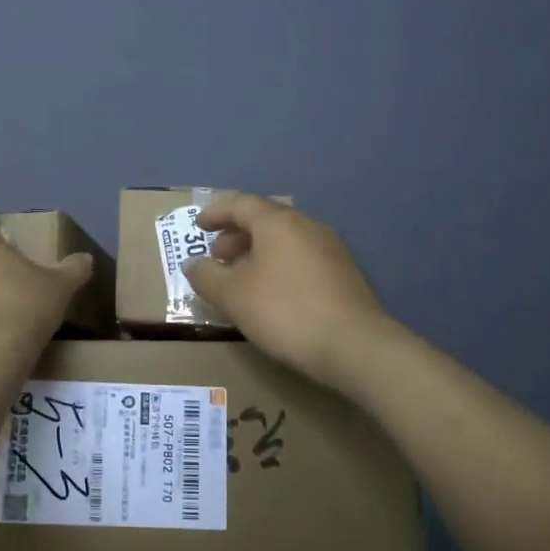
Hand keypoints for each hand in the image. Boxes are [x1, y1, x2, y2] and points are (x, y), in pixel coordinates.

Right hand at [183, 193, 396, 390]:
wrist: (355, 346)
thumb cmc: (285, 312)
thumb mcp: (232, 296)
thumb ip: (206, 276)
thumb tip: (193, 264)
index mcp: (278, 223)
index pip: (240, 203)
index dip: (216, 212)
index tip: (199, 226)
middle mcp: (307, 226)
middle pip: (265, 220)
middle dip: (236, 235)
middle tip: (218, 258)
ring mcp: (331, 248)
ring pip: (285, 240)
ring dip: (258, 252)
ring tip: (242, 279)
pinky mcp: (345, 273)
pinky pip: (301, 257)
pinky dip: (279, 265)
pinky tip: (273, 294)